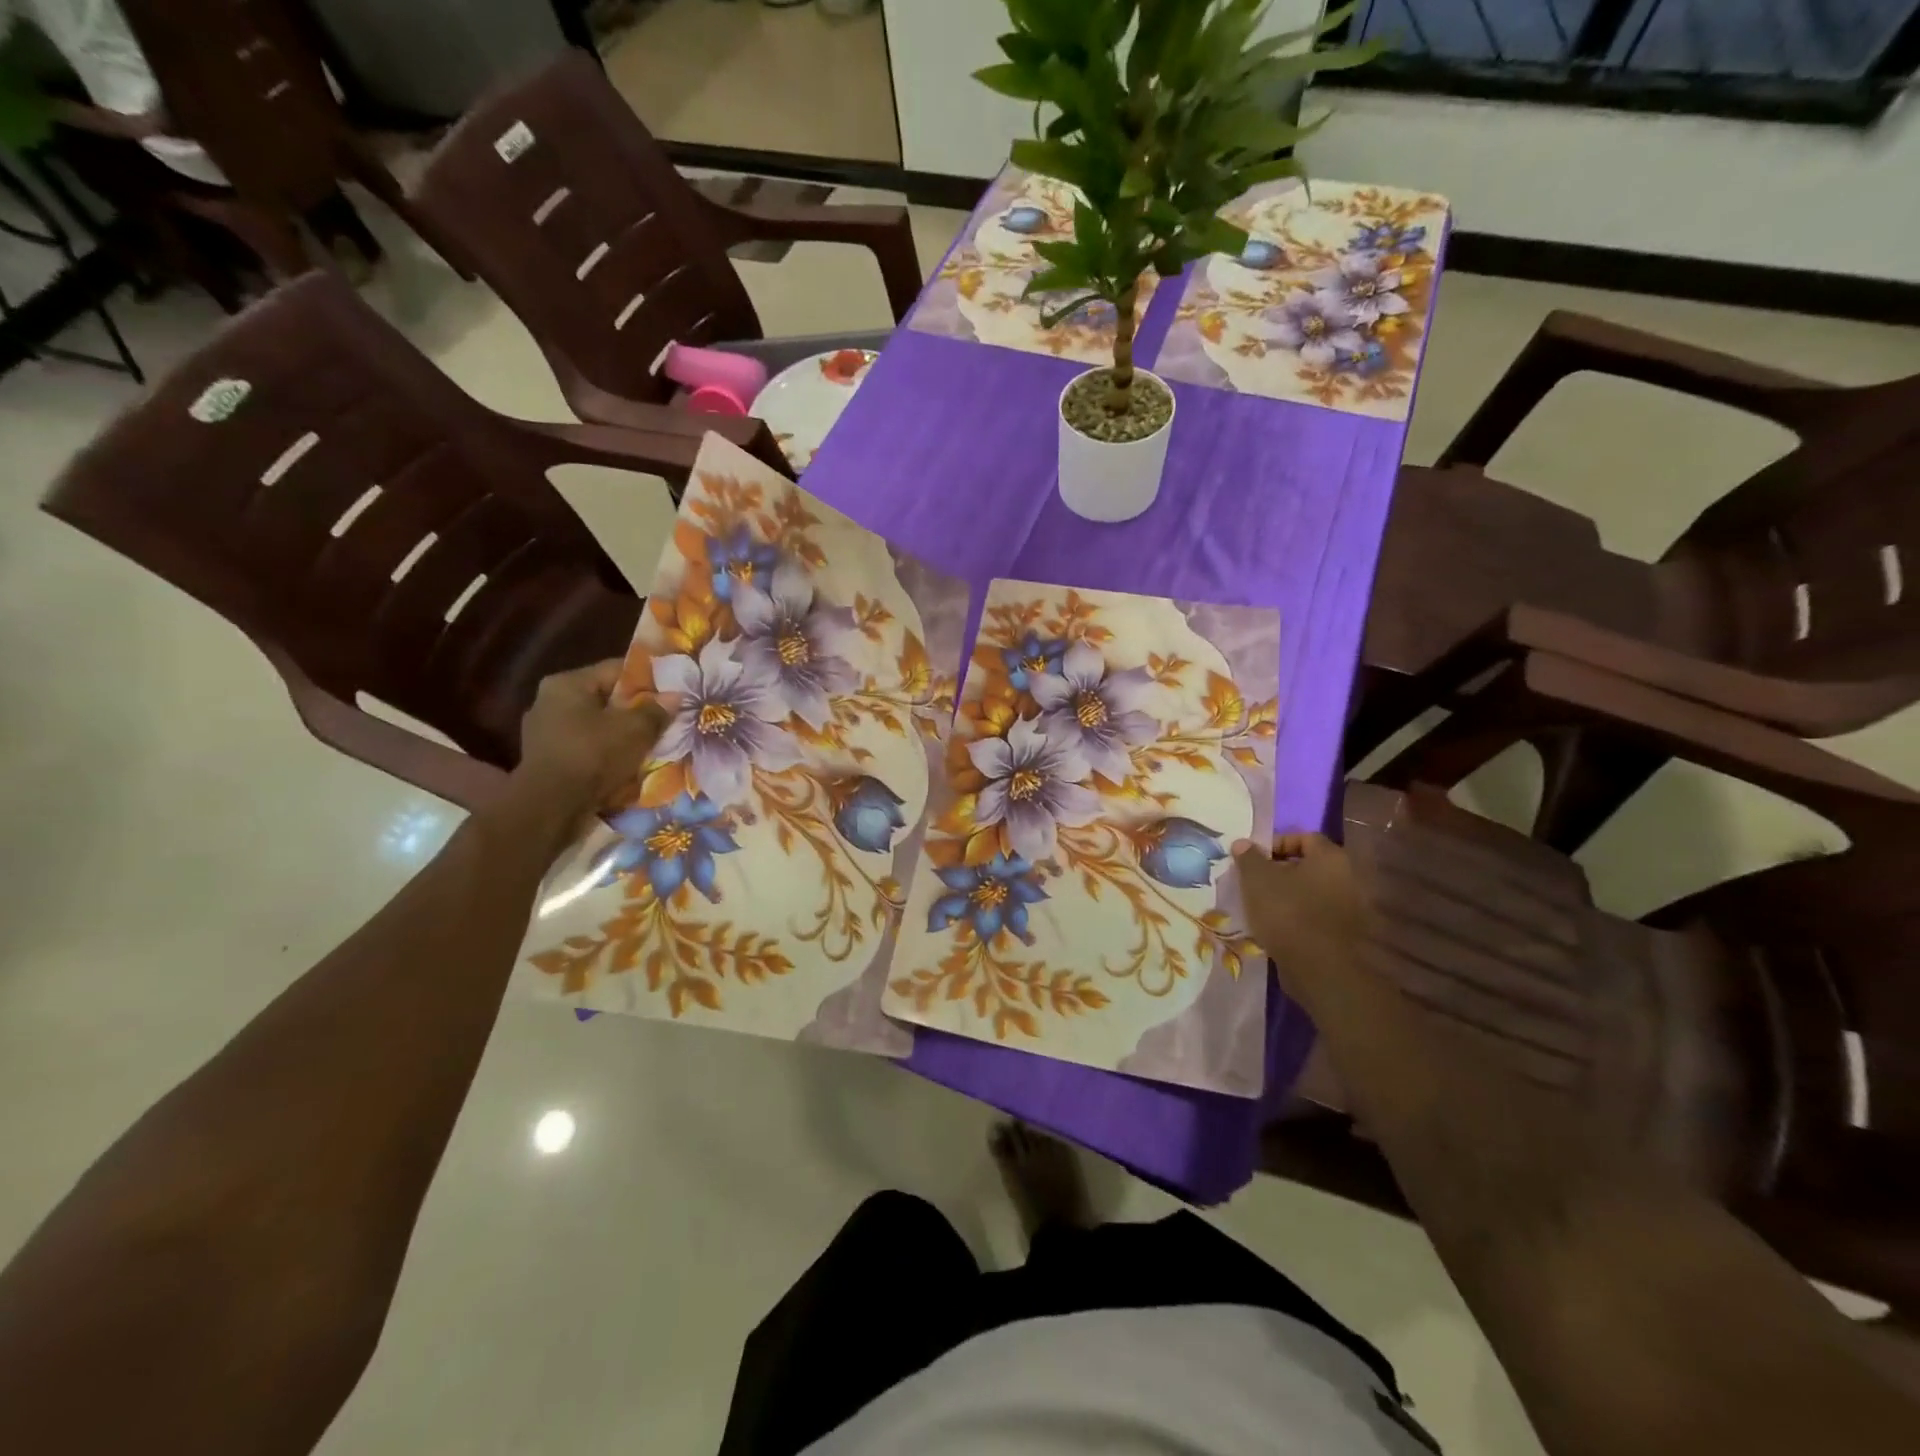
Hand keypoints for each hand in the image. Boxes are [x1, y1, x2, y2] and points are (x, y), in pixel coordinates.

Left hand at [512, 660, 666, 817]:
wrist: (551, 807)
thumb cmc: (593, 756)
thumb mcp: (635, 730)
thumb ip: (656, 710)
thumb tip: (675, 697)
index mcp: (567, 683)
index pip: (616, 670)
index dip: (648, 680)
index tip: (672, 692)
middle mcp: (549, 702)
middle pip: (605, 699)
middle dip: (634, 711)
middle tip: (664, 721)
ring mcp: (544, 733)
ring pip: (596, 726)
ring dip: (620, 735)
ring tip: (648, 745)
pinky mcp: (547, 760)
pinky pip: (585, 749)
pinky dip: (605, 754)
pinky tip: (625, 765)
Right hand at [1231, 833, 1370, 961]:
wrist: (1319, 968)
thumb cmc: (1287, 913)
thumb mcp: (1257, 879)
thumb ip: (1249, 857)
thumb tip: (1243, 843)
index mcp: (1331, 857)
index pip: (1303, 837)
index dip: (1275, 844)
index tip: (1254, 861)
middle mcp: (1349, 877)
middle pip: (1309, 865)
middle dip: (1280, 871)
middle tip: (1256, 883)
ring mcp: (1352, 907)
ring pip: (1313, 891)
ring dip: (1290, 895)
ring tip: (1263, 907)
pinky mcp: (1347, 933)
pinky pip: (1318, 914)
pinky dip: (1300, 916)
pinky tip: (1279, 927)